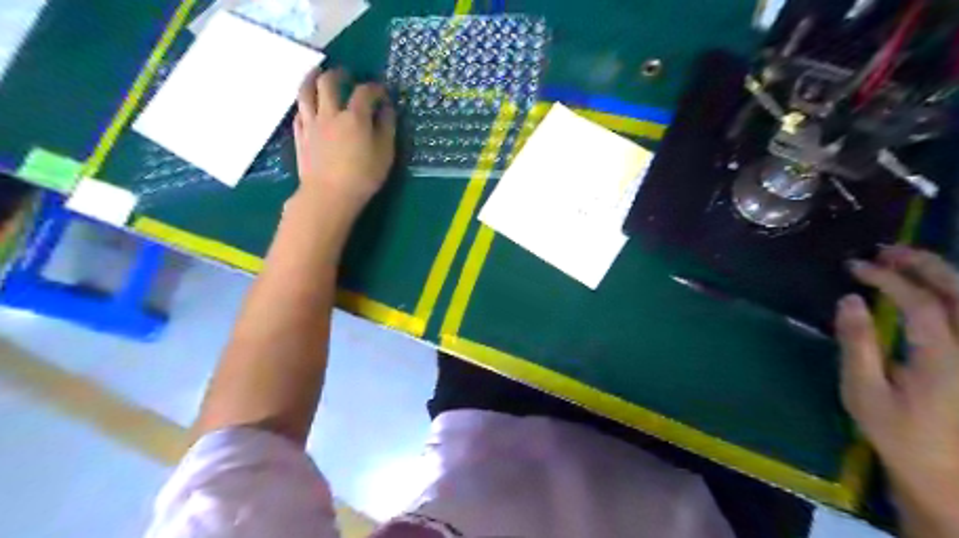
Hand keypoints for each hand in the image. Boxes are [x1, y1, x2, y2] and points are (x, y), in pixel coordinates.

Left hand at [292, 68, 396, 217]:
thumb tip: (387, 110)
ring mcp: (311, 124)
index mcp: (354, 117)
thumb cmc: (362, 177)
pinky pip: (299, 113)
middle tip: (345, 74)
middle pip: (329, 83)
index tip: (381, 92)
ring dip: (311, 78)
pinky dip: (305, 105)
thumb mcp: (385, 154)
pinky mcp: (300, 137)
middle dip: (338, 74)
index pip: (364, 93)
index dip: (374, 88)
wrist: (328, 195)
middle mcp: (330, 114)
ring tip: (316, 74)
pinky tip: (307, 107)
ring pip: (306, 92)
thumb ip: (386, 128)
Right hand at [836, 249, 958, 533]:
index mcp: (945, 359)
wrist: (947, 474)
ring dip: (941, 273)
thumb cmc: (898, 433)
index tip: (855, 267)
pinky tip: (930, 288)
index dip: (889, 279)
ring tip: (903, 261)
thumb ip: (857, 344)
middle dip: (924, 265)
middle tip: (886, 250)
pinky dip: (951, 294)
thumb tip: (849, 301)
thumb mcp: (864, 392)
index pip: (922, 303)